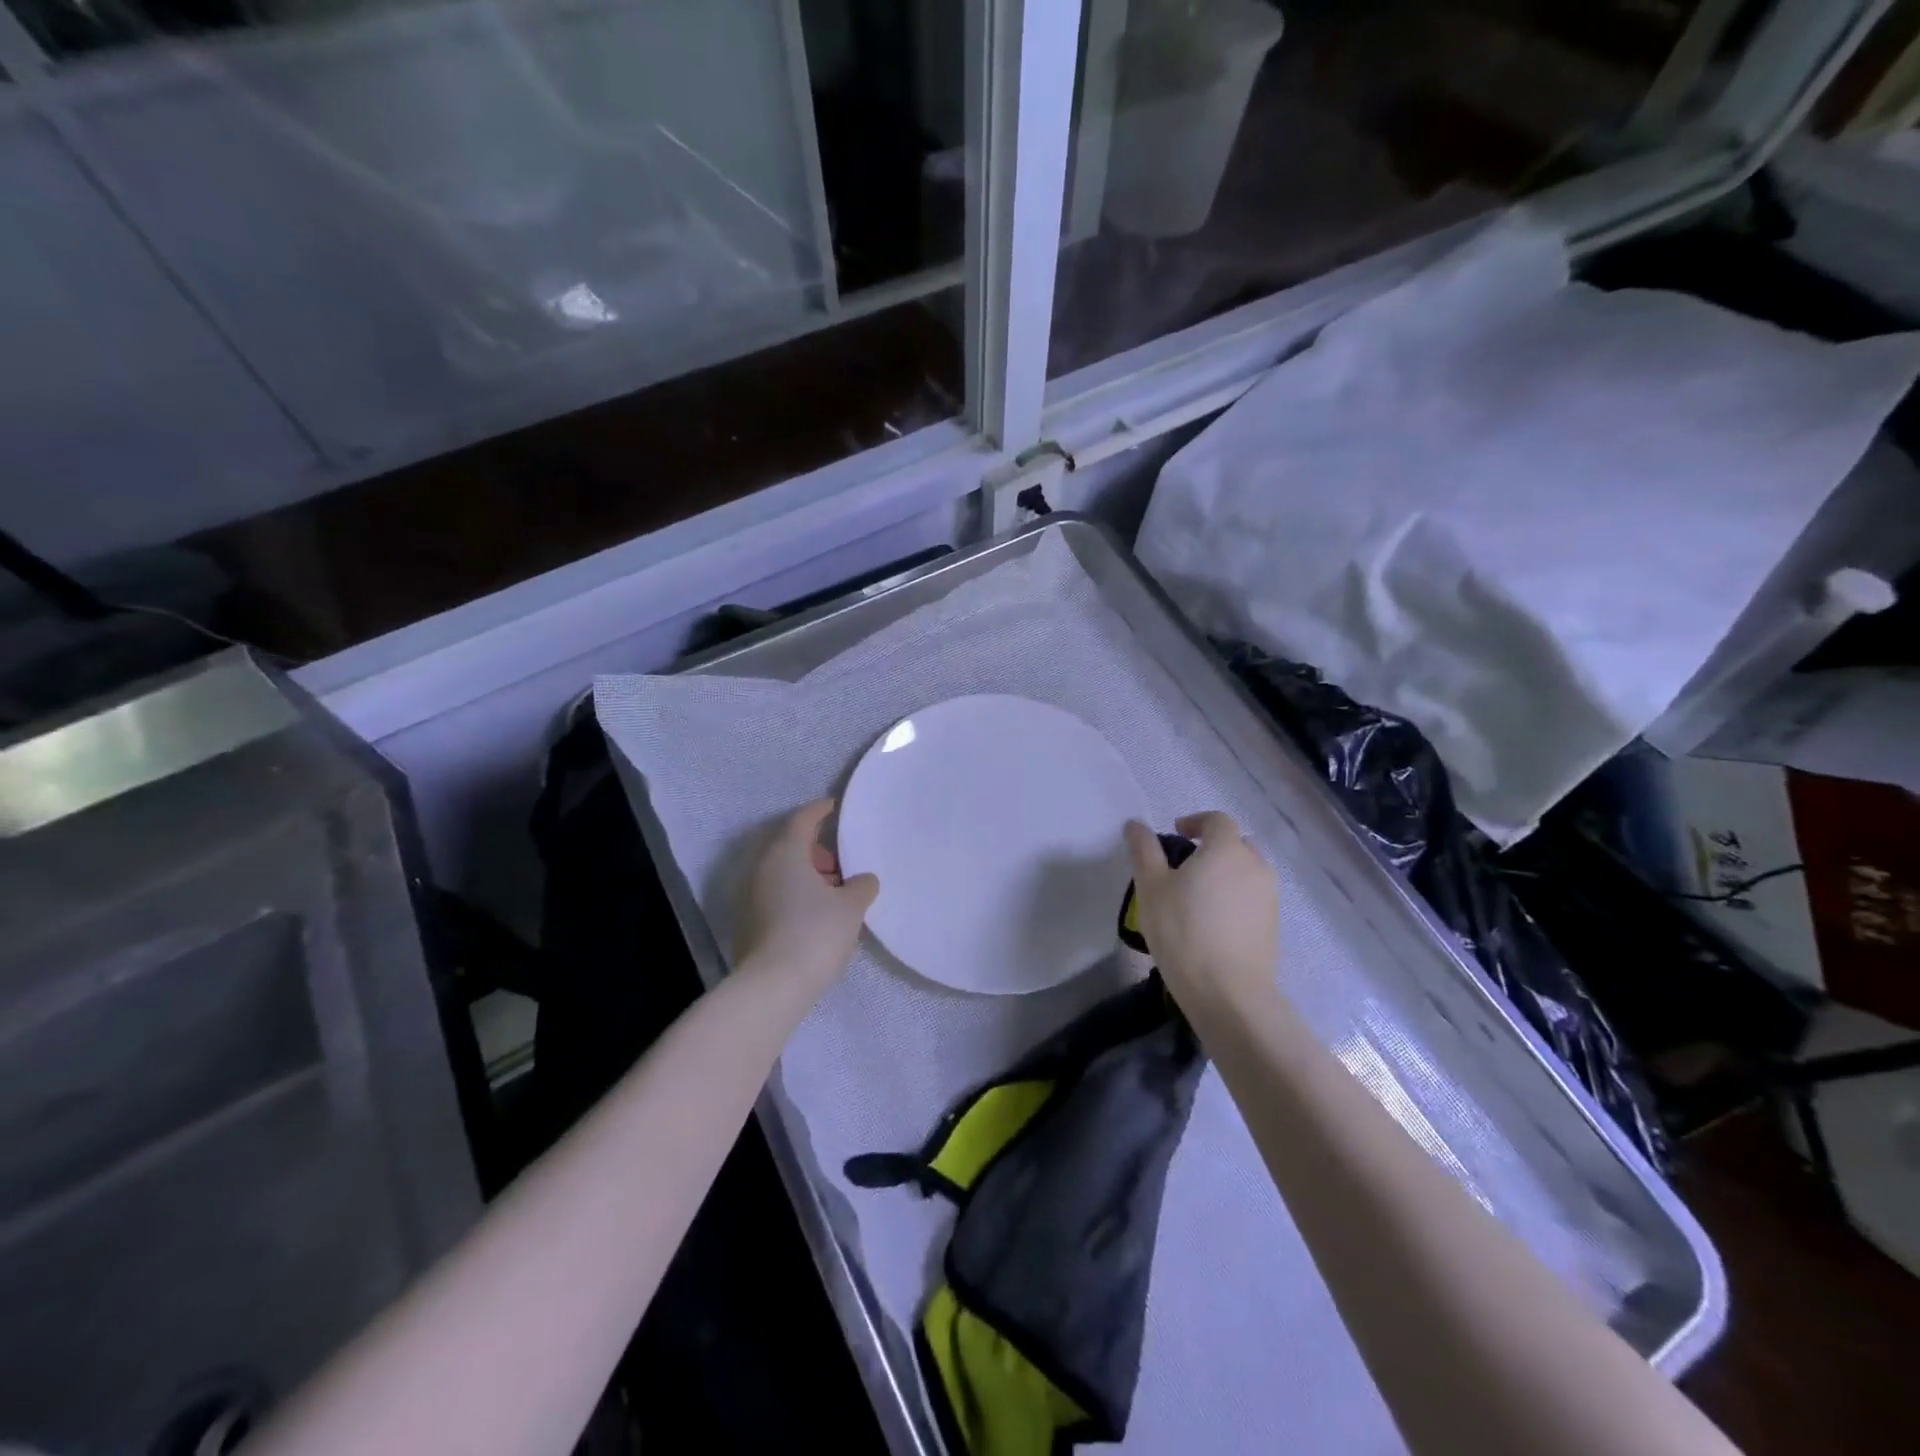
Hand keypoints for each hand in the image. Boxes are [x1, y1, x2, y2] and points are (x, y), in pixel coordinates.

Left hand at [734, 799, 878, 993]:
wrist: (773, 986)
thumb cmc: (815, 933)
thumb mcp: (851, 906)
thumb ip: (862, 886)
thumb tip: (863, 879)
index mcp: (785, 853)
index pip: (803, 819)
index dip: (820, 810)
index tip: (835, 806)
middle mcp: (762, 867)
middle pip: (790, 845)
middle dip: (817, 849)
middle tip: (843, 861)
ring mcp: (751, 895)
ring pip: (782, 872)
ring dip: (808, 874)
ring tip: (837, 892)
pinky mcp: (749, 921)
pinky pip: (777, 893)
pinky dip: (797, 893)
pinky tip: (818, 913)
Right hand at [1125, 811, 1279, 1012]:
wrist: (1227, 992)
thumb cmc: (1183, 931)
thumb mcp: (1151, 887)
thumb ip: (1144, 850)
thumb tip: (1135, 824)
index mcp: (1226, 850)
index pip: (1217, 820)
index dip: (1196, 821)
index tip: (1175, 835)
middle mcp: (1255, 866)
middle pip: (1237, 843)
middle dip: (1213, 847)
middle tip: (1185, 867)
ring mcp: (1269, 897)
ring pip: (1247, 872)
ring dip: (1225, 873)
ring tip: (1197, 897)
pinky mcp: (1273, 925)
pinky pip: (1253, 897)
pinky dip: (1235, 898)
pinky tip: (1213, 923)